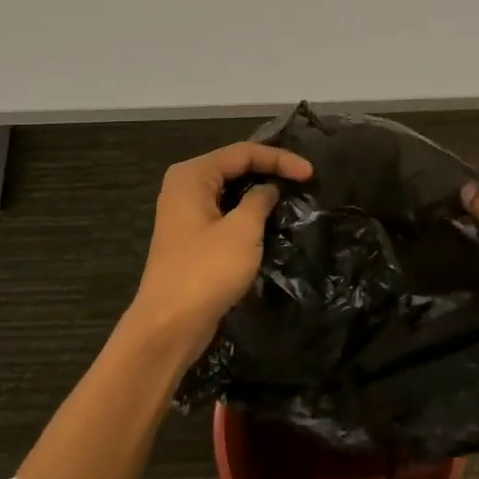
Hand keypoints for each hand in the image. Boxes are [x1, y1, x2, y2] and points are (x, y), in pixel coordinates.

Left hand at [128, 140, 312, 360]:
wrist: (169, 326)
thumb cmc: (206, 272)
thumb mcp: (242, 231)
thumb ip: (259, 201)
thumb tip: (269, 188)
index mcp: (192, 175)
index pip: (243, 153)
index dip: (279, 159)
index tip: (310, 172)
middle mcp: (185, 185)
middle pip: (234, 166)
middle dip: (269, 170)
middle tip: (304, 179)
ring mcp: (185, 211)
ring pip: (230, 189)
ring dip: (259, 191)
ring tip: (292, 194)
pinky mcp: (191, 236)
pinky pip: (224, 211)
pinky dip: (247, 211)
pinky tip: (269, 219)